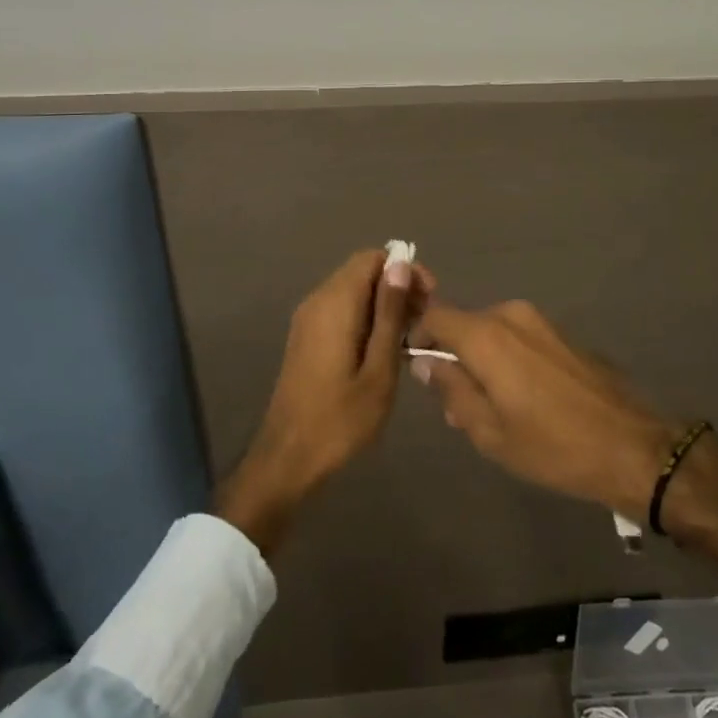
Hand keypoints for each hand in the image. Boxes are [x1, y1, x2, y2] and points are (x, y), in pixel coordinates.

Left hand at [217, 248, 432, 556]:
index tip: (429, 298)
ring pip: (353, 292)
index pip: (372, 258)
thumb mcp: (379, 369)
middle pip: (362, 271)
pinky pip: (341, 311)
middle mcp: (317, 301)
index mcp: (335, 304)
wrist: (288, 459)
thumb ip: (389, 314)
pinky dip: (366, 319)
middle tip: (424, 322)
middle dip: (397, 287)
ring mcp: (308, 320)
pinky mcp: (307, 338)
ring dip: (384, 305)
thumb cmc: (340, 419)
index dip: (404, 269)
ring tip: (410, 338)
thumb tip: (400, 265)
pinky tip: (385, 350)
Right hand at [414, 298, 717, 577]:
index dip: (417, 334)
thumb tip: (427, 363)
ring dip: (481, 359)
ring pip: (492, 332)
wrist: (631, 446)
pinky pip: (519, 338)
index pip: (435, 315)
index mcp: (486, 335)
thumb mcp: (488, 431)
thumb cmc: (551, 445)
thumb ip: (451, 390)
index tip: (414, 363)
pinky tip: (523, 398)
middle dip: (452, 355)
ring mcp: (541, 322)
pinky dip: (508, 358)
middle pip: (464, 324)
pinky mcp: (562, 334)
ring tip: (491, 407)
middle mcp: (511, 316)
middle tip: (454, 403)